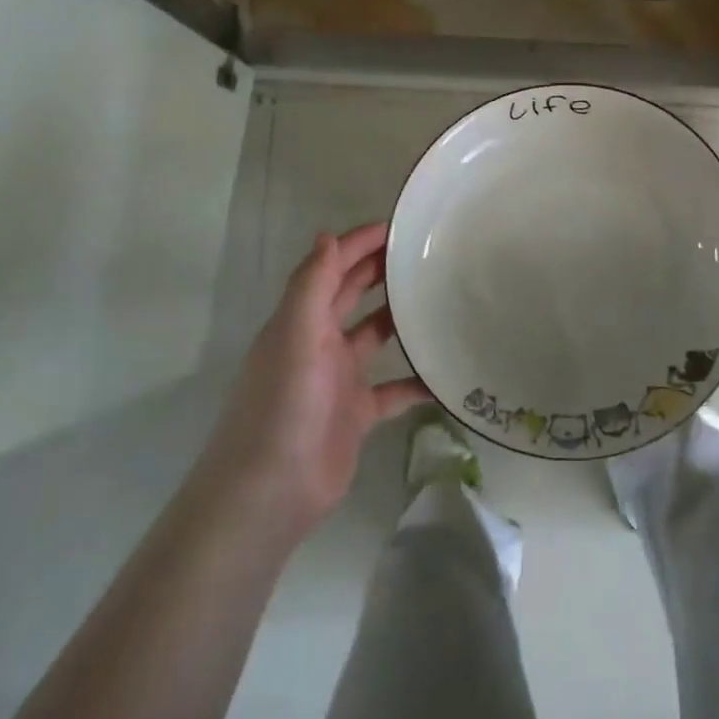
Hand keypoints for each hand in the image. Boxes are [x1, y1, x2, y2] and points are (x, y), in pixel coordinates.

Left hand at [206, 223, 429, 537]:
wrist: (270, 493)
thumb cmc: (283, 407)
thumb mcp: (295, 337)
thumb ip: (311, 286)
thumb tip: (326, 234)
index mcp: (301, 321)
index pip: (331, 268)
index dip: (359, 243)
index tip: (400, 225)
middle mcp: (318, 343)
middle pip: (352, 294)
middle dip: (381, 270)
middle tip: (426, 251)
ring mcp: (338, 379)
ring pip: (375, 337)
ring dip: (400, 317)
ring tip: (441, 297)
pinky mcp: (357, 414)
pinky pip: (394, 389)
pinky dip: (417, 379)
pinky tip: (447, 371)